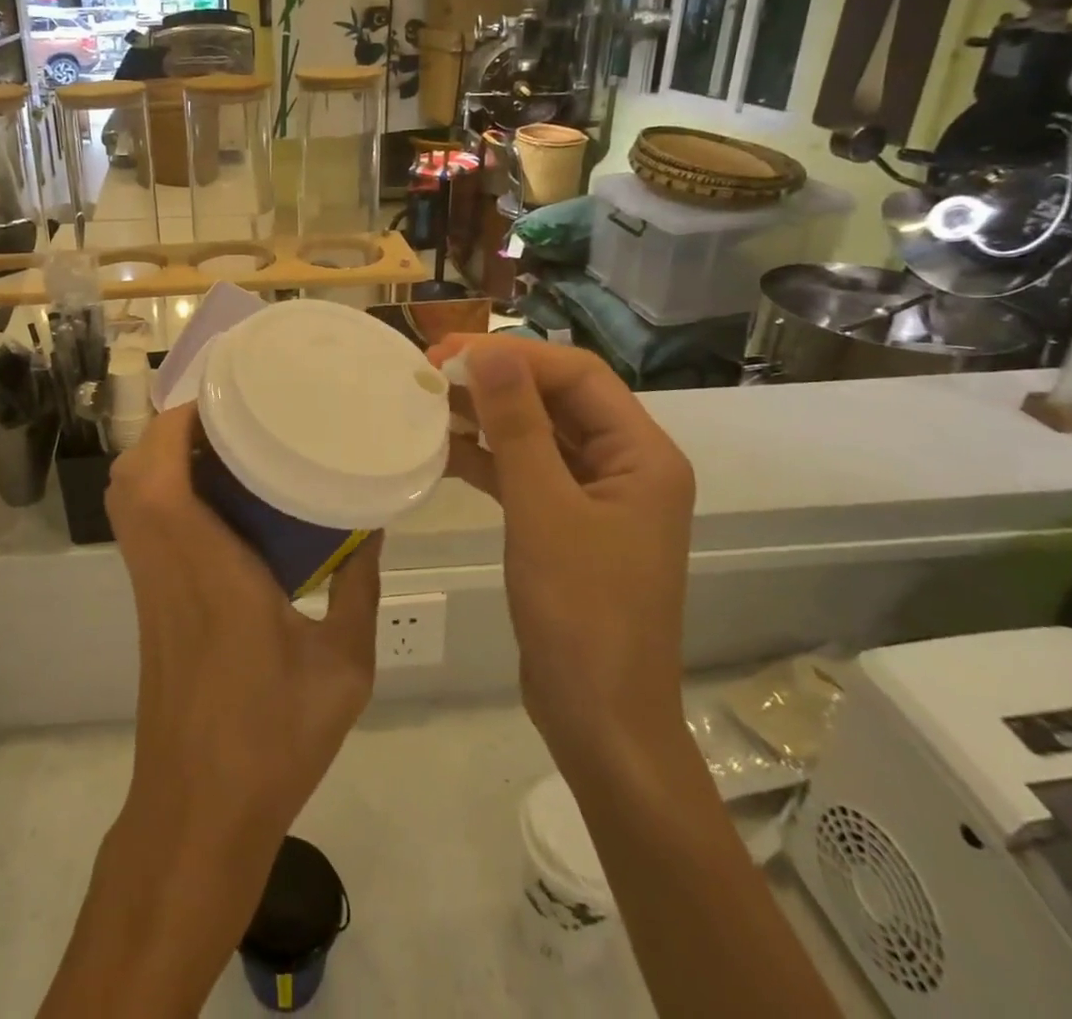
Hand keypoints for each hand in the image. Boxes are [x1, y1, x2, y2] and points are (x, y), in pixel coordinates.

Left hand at [105, 401, 382, 852]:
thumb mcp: (343, 666)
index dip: (181, 422)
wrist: (198, 814)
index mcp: (209, 569)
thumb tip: (374, 527)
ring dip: (163, 455)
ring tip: (227, 442)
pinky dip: (163, 489)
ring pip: (129, 496)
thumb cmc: (272, 739)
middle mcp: (166, 564)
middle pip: (134, 473)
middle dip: (173, 428)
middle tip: (234, 412)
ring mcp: (148, 584)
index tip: (227, 392)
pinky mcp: (147, 601)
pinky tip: (219, 498)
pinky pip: (141, 522)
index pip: (164, 476)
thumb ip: (359, 590)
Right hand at [429, 335, 694, 767]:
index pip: (577, 375)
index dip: (513, 355)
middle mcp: (626, 465)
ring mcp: (596, 496)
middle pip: (558, 399)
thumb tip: (490, 351)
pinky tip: (442, 449)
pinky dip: (487, 457)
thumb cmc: (581, 614)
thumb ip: (517, 426)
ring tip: (428, 400)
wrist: (598, 720)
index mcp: (642, 455)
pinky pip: (526, 472)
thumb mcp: (543, 511)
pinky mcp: (567, 523)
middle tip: (430, 369)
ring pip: (538, 434)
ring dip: (487, 416)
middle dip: (496, 380)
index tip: (448, 350)